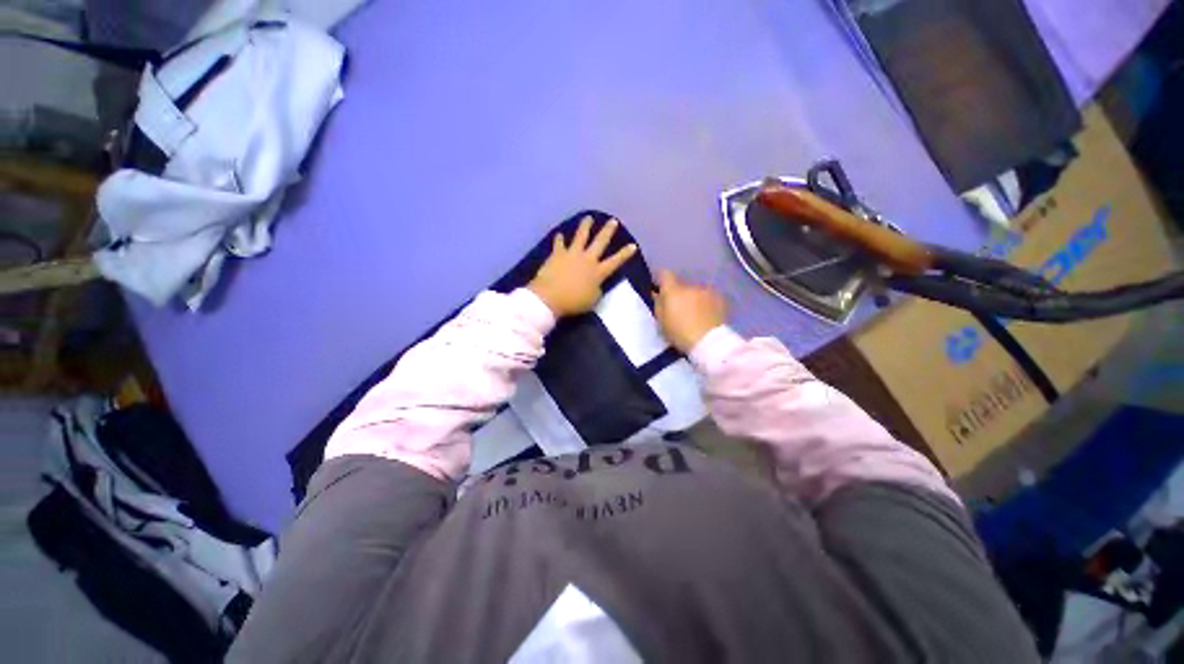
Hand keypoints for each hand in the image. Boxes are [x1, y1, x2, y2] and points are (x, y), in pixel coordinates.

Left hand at [528, 217, 636, 316]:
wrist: (550, 297)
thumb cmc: (573, 302)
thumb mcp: (592, 300)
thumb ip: (597, 290)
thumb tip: (596, 285)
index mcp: (598, 272)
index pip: (615, 261)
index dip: (625, 254)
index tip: (633, 245)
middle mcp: (587, 259)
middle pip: (600, 242)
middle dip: (607, 231)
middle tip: (613, 221)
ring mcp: (572, 254)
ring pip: (580, 236)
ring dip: (585, 226)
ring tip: (588, 218)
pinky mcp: (557, 254)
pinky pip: (559, 244)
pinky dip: (559, 239)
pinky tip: (559, 234)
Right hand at [654, 270, 726, 352]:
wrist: (709, 342)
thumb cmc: (680, 334)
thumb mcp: (661, 323)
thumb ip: (659, 305)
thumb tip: (657, 294)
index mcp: (674, 290)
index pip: (665, 274)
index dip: (662, 280)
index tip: (661, 289)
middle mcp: (691, 286)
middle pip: (682, 285)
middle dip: (680, 293)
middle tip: (680, 309)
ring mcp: (707, 291)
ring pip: (696, 291)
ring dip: (694, 298)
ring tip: (696, 314)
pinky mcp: (720, 298)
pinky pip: (709, 297)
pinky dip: (706, 303)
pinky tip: (707, 315)